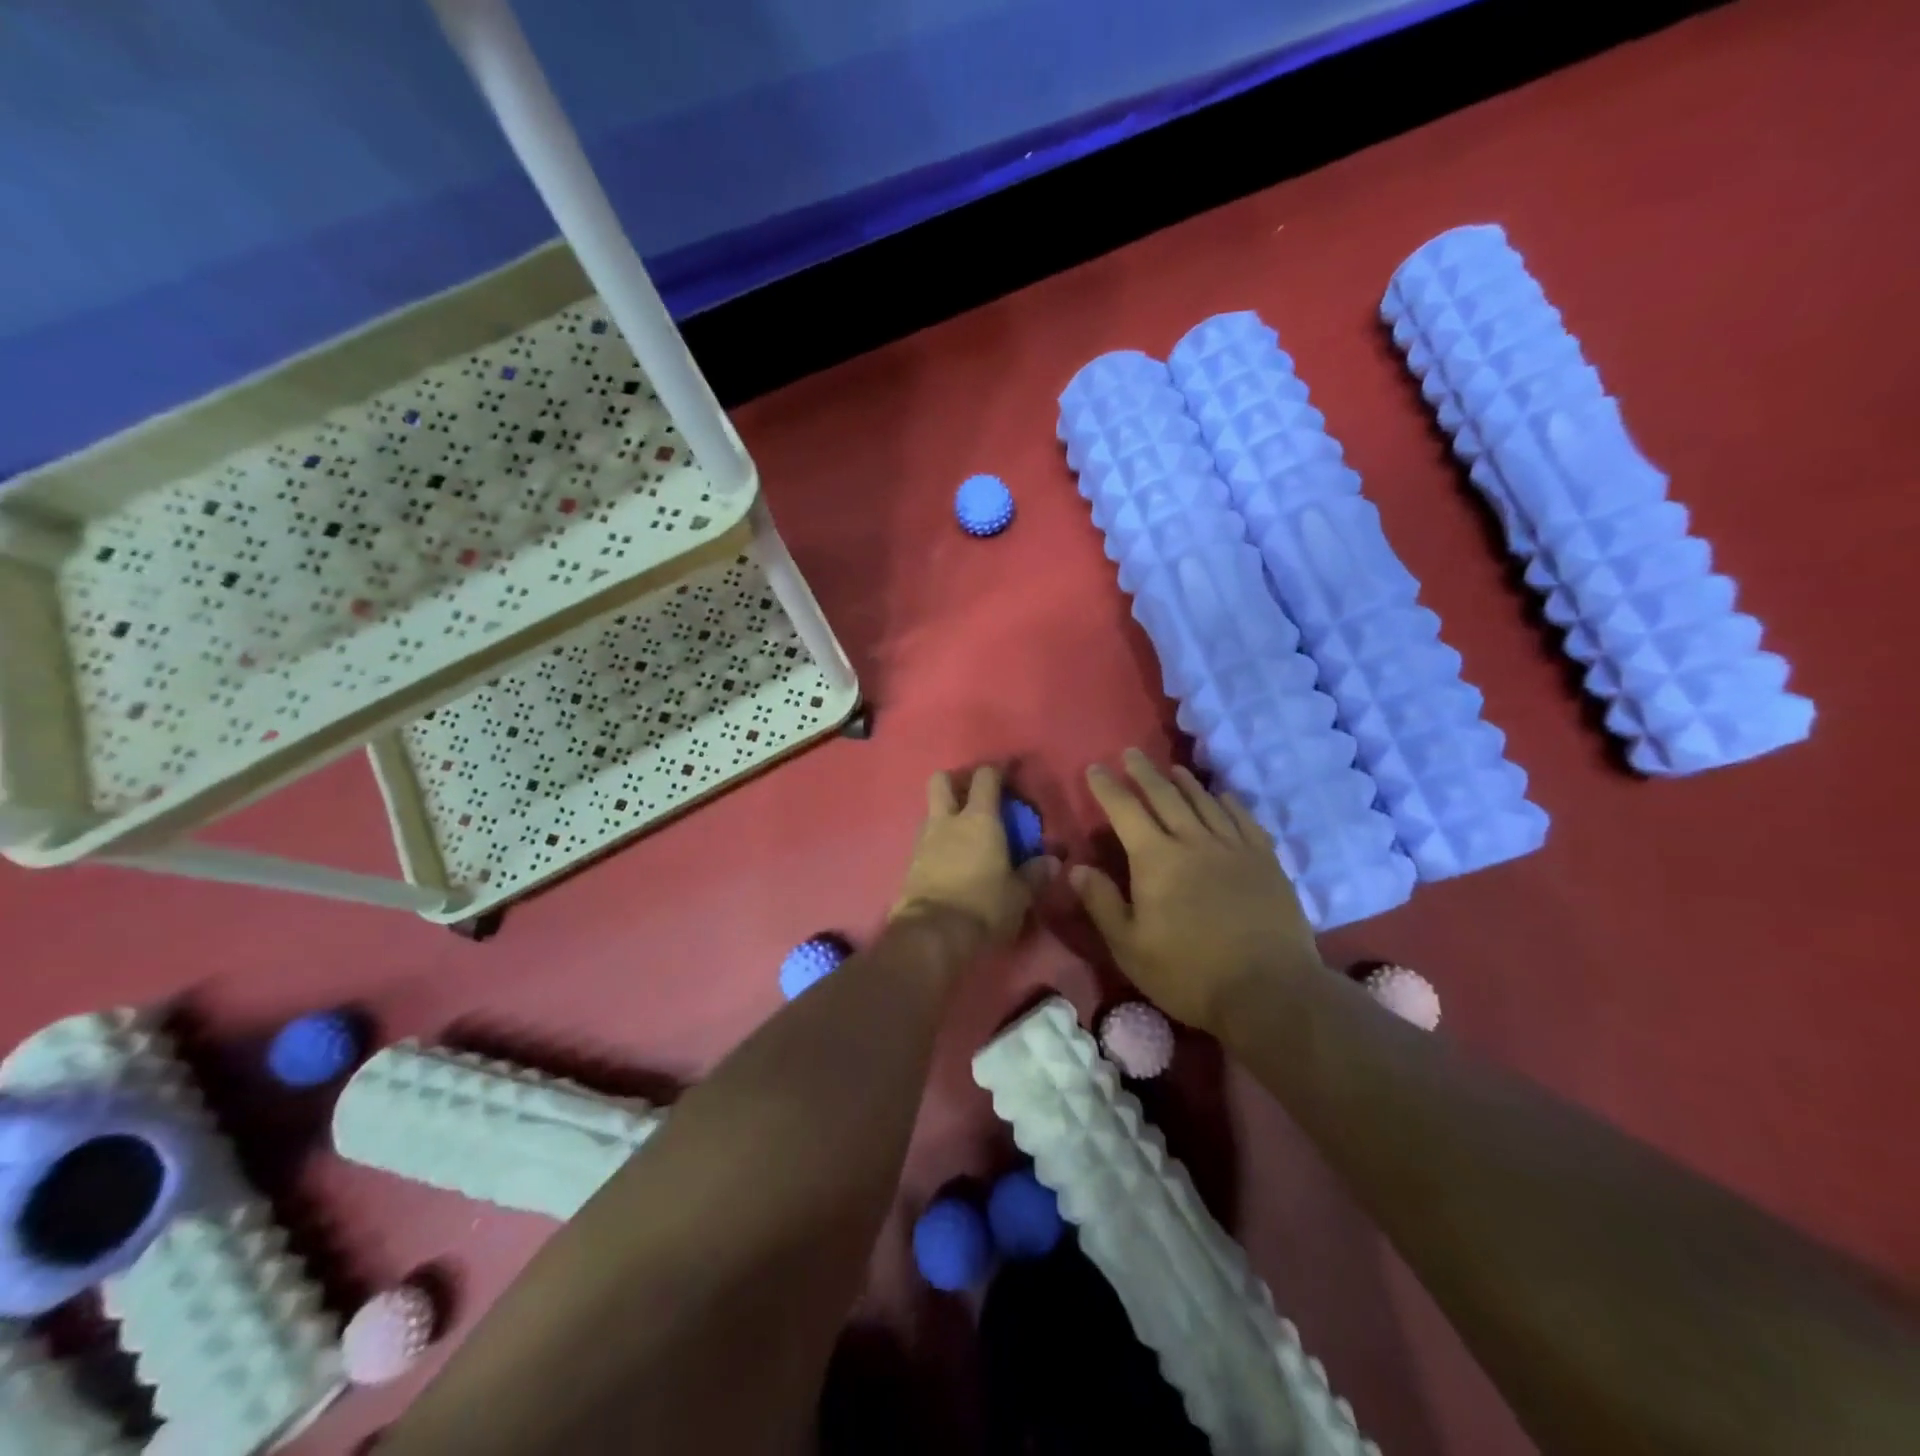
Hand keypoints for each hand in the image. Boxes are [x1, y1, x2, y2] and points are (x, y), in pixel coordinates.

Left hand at [894, 765, 1053, 946]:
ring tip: (964, 834)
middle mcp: (948, 821)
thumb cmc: (983, 907)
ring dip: (946, 815)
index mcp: (979, 819)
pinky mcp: (910, 864)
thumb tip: (1053, 861)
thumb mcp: (1019, 895)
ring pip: (931, 811)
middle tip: (975, 797)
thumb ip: (1036, 874)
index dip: (998, 771)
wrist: (932, 935)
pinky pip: (925, 841)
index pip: (986, 778)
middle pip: (942, 781)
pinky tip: (950, 860)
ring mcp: (924, 840)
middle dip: (957, 781)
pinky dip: (937, 842)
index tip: (1009, 773)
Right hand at [1071, 749, 1323, 1033]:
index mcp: (1156, 859)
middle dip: (1144, 773)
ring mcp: (1234, 848)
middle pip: (1165, 796)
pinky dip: (1229, 803)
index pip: (1125, 811)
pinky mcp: (1265, 861)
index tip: (1095, 768)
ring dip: (1185, 782)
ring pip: (1205, 802)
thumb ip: (1101, 902)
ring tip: (1173, 769)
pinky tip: (1223, 796)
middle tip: (1131, 753)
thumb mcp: (1129, 947)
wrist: (1269, 990)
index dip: (1107, 788)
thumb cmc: (1188, 973)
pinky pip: (1244, 819)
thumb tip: (1076, 867)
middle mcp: (1193, 841)